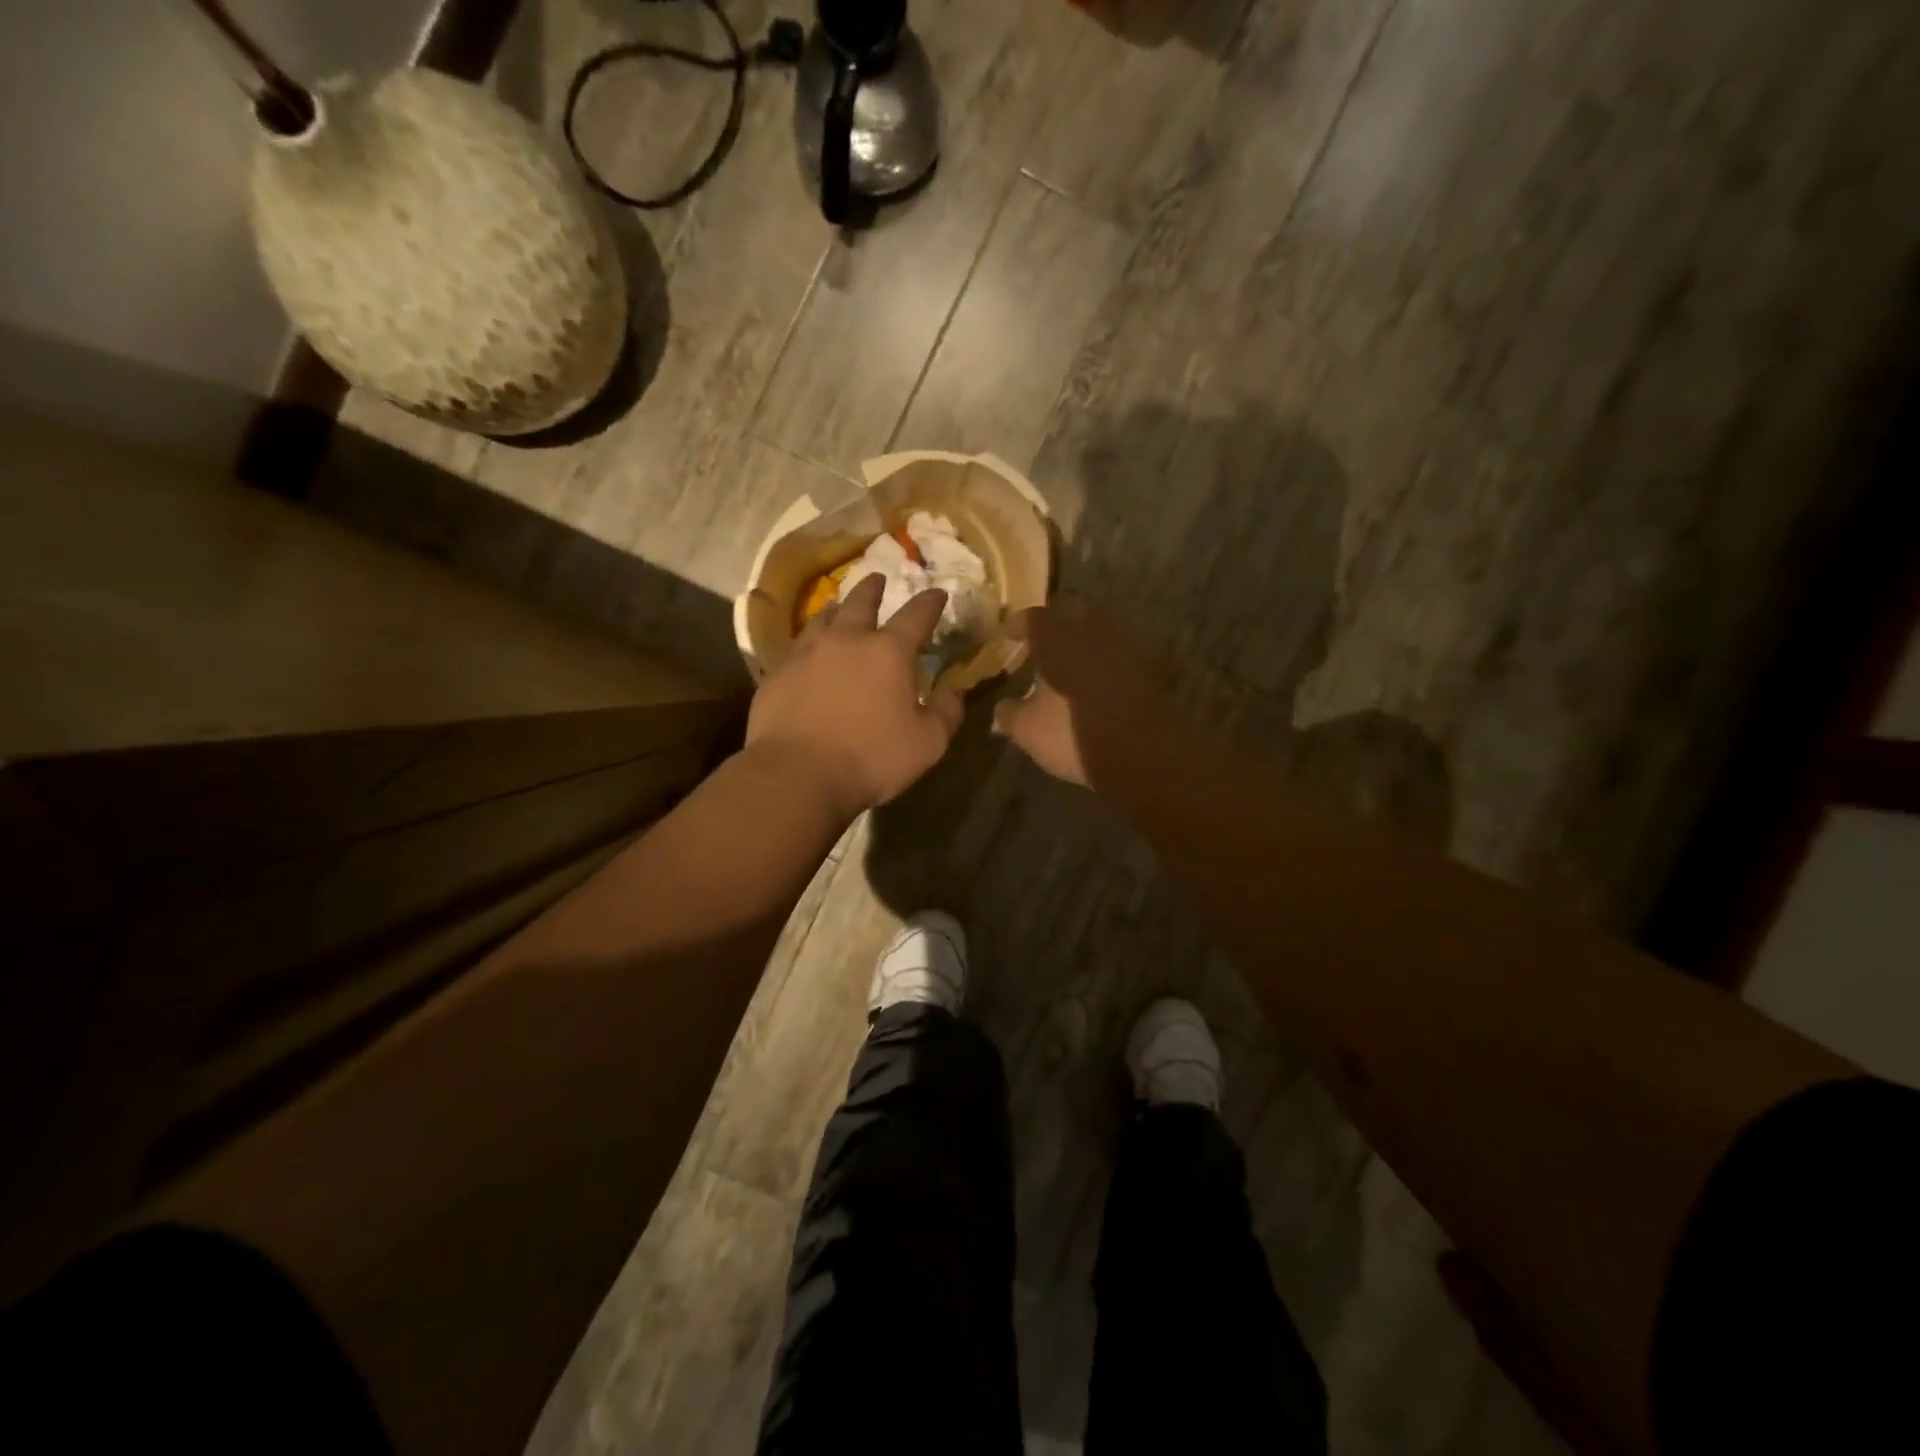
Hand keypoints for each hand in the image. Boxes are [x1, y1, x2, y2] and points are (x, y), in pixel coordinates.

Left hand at [746, 573, 963, 819]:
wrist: (797, 774)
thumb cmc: (871, 758)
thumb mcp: (928, 743)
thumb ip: (946, 714)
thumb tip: (953, 693)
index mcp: (888, 652)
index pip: (916, 616)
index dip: (930, 603)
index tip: (937, 593)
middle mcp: (846, 641)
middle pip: (862, 603)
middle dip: (874, 588)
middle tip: (878, 578)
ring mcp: (806, 654)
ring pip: (823, 619)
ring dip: (837, 609)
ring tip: (840, 607)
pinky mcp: (777, 674)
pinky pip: (797, 648)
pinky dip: (809, 642)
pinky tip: (808, 651)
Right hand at [992, 603, 1183, 789]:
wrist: (1141, 751)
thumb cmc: (1072, 731)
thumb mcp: (1029, 729)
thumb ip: (1011, 715)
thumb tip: (1001, 710)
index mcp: (1057, 637)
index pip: (1034, 618)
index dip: (1019, 625)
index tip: (1009, 634)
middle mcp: (1093, 632)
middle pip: (1075, 618)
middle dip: (1060, 630)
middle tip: (1047, 648)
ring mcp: (1126, 650)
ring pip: (1101, 639)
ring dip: (1087, 650)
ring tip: (1073, 670)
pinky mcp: (1150, 673)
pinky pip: (1121, 663)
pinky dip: (1108, 671)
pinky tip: (1099, 690)